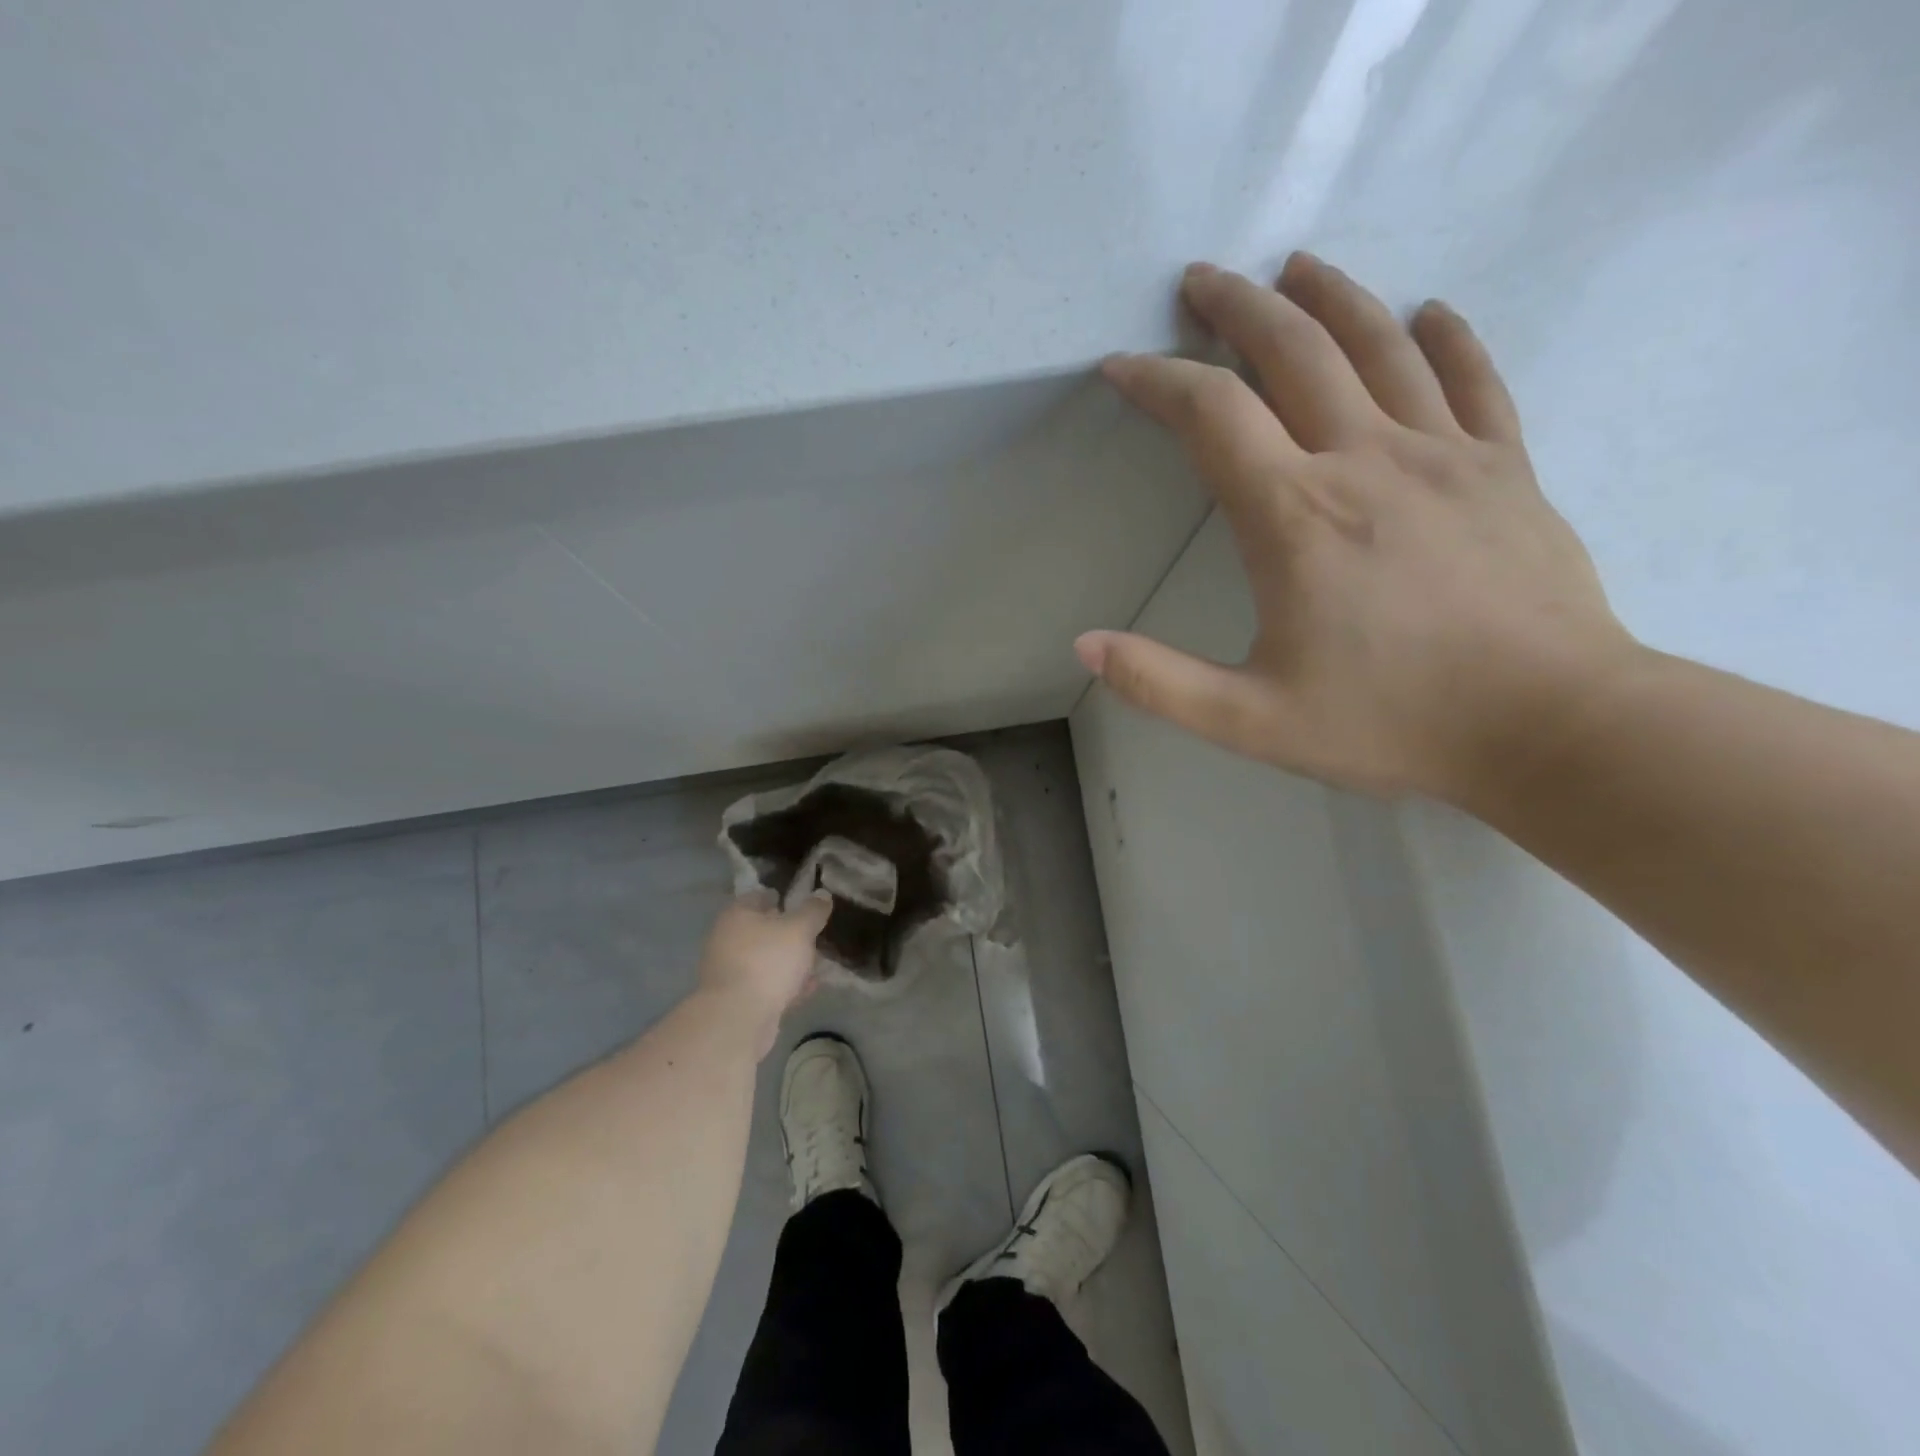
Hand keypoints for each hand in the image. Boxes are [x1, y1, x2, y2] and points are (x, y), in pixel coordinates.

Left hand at [696, 890, 832, 1057]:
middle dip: (788, 934)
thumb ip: (813, 911)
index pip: (759, 897)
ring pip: (765, 960)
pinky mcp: (736, 1000)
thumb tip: (822, 894)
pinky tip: (807, 989)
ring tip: (816, 965)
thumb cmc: (767, 961)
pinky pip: (765, 986)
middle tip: (813, 936)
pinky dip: (784, 985)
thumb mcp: (799, 929)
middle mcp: (727, 940)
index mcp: (736, 915)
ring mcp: (729, 972)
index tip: (802, 903)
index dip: (781, 897)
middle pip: (762, 930)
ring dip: (789, 962)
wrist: (737, 1019)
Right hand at [1080, 253, 1641, 805]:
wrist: (1550, 727)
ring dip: (1330, 297)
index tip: (1121, 366)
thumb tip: (1084, 646)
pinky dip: (1448, 337)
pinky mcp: (1507, 468)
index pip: (1212, 415)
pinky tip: (1431, 311)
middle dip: (1237, 308)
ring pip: (1381, 344)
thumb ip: (1160, 682)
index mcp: (1295, 516)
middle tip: (1201, 279)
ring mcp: (1446, 455)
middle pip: (1294, 352)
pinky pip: (1474, 379)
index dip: (1157, 380)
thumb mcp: (1251, 721)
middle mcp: (1366, 461)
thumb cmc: (1391, 723)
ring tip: (1295, 267)